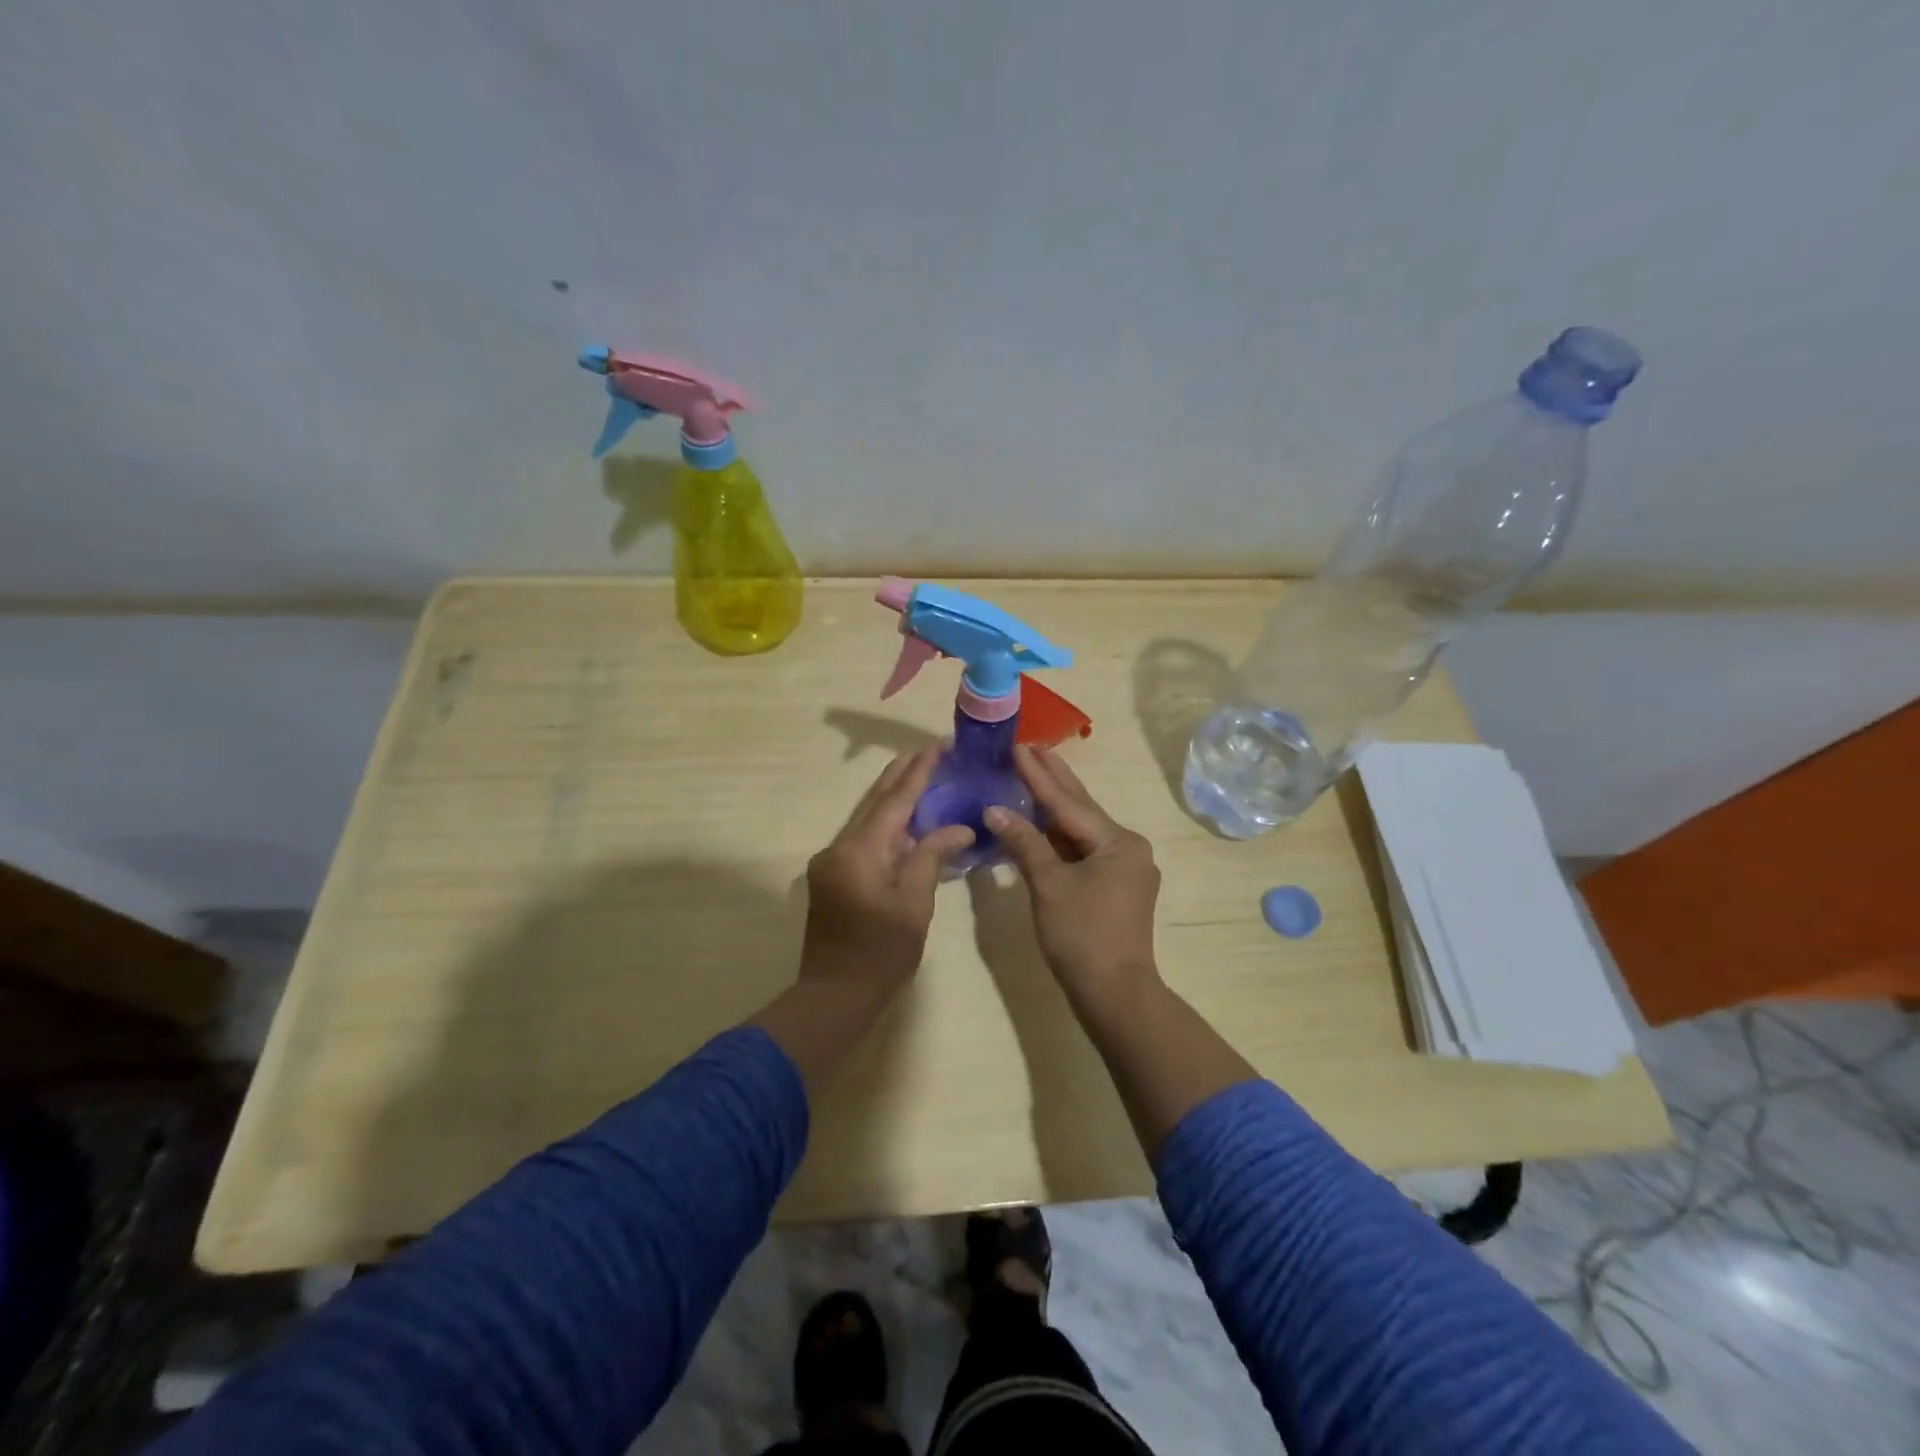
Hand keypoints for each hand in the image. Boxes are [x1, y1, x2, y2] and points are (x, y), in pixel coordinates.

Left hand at [800, 746, 974, 998]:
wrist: (834, 995)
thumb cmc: (881, 953)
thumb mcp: (915, 904)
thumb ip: (932, 857)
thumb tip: (958, 828)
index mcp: (860, 851)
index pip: (894, 800)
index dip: (917, 772)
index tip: (936, 746)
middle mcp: (839, 847)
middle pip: (875, 802)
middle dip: (903, 776)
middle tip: (931, 753)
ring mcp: (831, 862)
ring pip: (867, 820)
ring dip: (895, 801)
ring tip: (924, 779)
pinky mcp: (832, 877)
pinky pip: (863, 840)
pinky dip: (887, 828)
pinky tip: (908, 824)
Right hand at [985, 746, 1161, 1013]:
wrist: (1114, 994)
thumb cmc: (1081, 936)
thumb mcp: (1048, 885)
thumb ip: (1024, 843)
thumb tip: (995, 809)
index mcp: (1118, 842)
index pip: (1068, 802)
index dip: (1039, 775)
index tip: (1018, 745)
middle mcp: (1128, 847)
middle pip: (1081, 809)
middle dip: (1053, 779)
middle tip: (1030, 746)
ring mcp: (1125, 868)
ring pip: (1081, 831)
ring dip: (1055, 807)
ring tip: (1032, 774)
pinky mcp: (1116, 887)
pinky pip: (1083, 851)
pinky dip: (1059, 837)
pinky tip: (1041, 823)